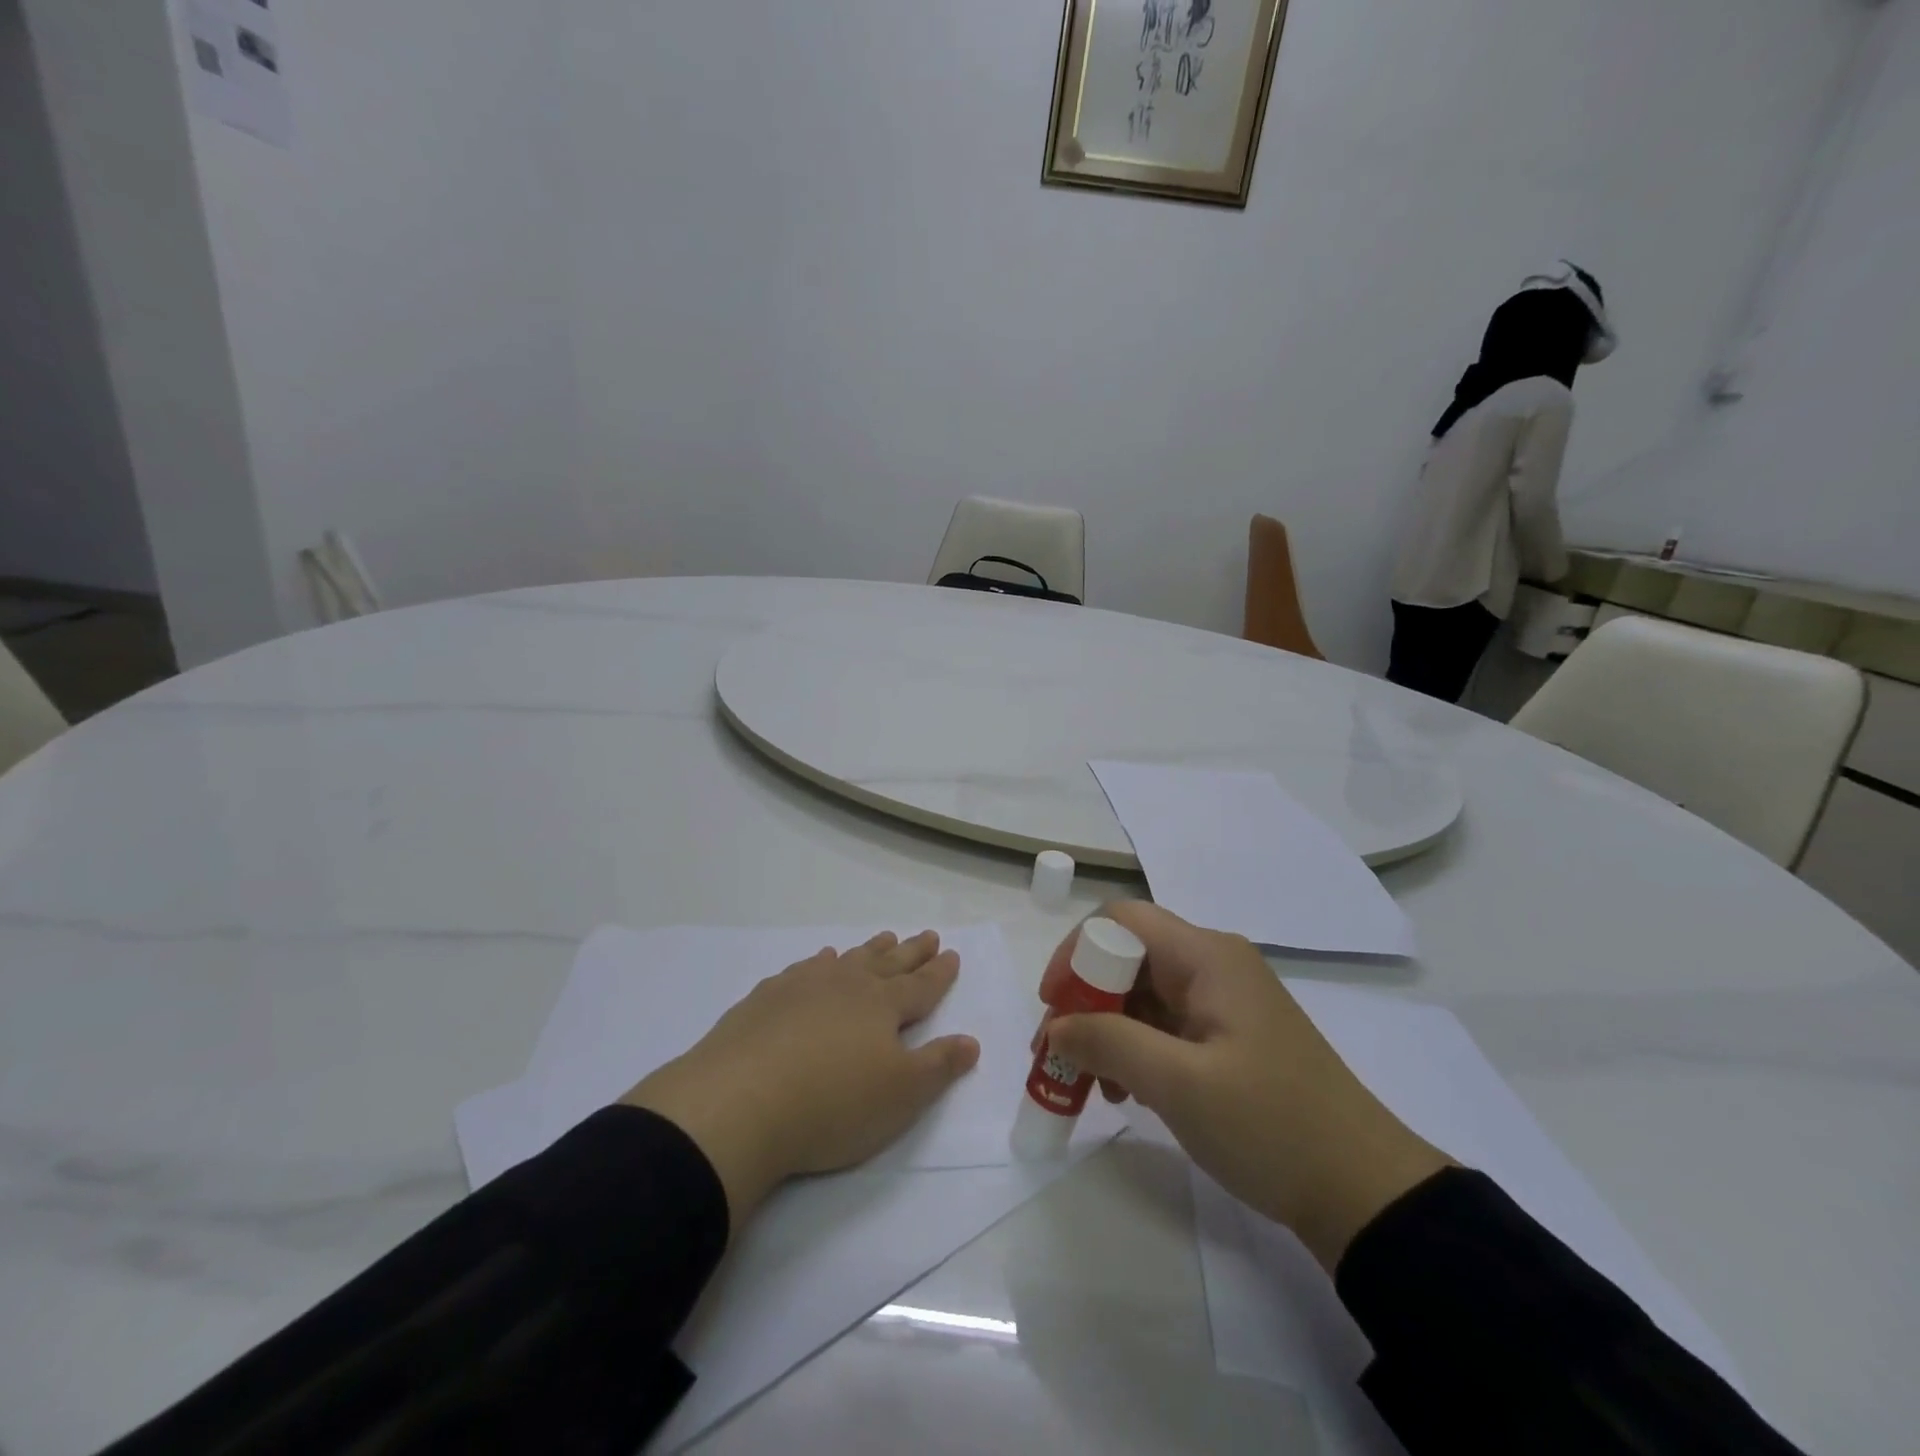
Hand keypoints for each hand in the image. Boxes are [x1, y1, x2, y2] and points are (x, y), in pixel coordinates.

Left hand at [622, 930, 980, 1229]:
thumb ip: (938, 1066)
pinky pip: (803, 970)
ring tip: (882, 940)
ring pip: (846, 961)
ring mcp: (802, 987)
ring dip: (868, 951)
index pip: (920, 986)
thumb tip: (971, 1041)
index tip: (952, 953)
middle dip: (911, 952)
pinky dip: (819, 963)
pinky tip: (818, 963)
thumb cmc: (832, 1104)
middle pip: (887, 964)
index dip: (939, 973)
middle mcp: (846, 985)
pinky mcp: (765, 1000)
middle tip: (927, 935)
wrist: (739, 1103)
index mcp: (882, 1006)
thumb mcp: (901, 1096)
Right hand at [1042, 904, 1450, 1271]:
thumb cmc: (1271, 1125)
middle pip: (1128, 956)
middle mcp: (1213, 965)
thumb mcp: (1179, 1085)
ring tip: (1090, 1082)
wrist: (1364, 1191)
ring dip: (1107, 1029)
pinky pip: (1166, 1024)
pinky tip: (1127, 1092)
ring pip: (1143, 993)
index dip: (1076, 952)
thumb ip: (1109, 1043)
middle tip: (1057, 1051)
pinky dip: (1136, 1048)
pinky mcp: (1229, 1035)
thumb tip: (1056, 1025)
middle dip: (1085, 999)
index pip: (1120, 920)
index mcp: (1206, 957)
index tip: (1053, 1004)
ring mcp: (1224, 1001)